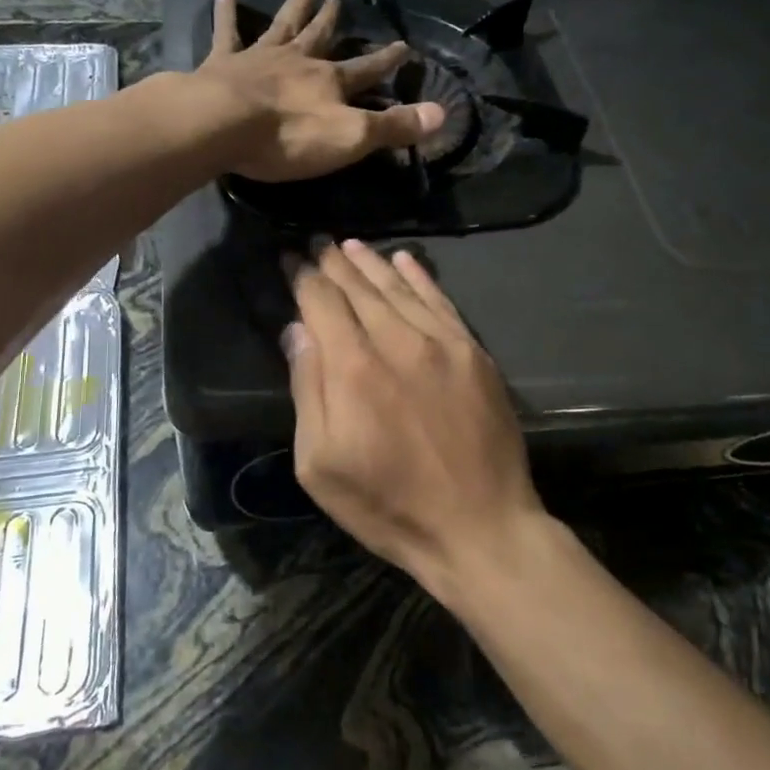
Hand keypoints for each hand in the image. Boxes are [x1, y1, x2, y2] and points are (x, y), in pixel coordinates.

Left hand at [197, 0, 443, 182]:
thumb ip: (393, 126)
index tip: (404, 46)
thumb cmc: (289, 136)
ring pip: (281, 26)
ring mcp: (258, 58)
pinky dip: (226, 13)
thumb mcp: (350, 137)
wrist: (223, 125)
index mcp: (329, 82)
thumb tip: (442, 113)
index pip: (366, 70)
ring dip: (295, 6)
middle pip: (318, 37)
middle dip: (331, 20)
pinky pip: (226, 33)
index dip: (386, 61)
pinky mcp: (222, 64)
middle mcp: (297, 62)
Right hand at [285, 240, 544, 595]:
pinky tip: (404, 259)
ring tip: (349, 244)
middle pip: (358, 287)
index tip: (288, 258)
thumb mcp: (320, 465)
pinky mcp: (473, 352)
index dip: (302, 277)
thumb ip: (306, 389)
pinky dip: (420, 276)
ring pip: (398, 287)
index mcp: (353, 368)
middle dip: (332, 262)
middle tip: (315, 242)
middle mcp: (397, 341)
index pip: (321, 302)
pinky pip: (441, 301)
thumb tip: (297, 330)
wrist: (481, 527)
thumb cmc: (388, 506)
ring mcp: (441, 343)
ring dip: (371, 262)